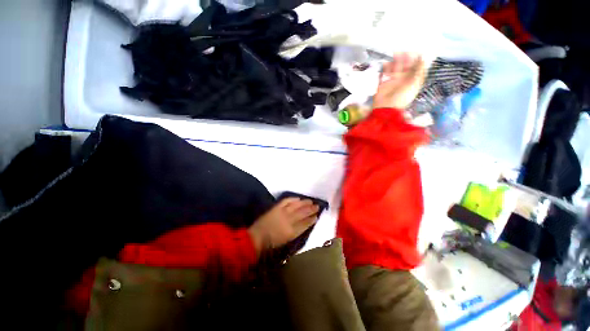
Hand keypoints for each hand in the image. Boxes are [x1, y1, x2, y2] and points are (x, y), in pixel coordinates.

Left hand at [248, 198, 318, 254]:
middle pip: (303, 213)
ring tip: (310, 201)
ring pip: (297, 205)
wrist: (257, 237)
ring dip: (304, 203)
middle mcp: (289, 220)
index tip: (317, 216)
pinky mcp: (277, 207)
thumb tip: (304, 225)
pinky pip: (287, 201)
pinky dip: (293, 199)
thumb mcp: (287, 241)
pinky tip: (298, 198)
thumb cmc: (272, 243)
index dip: (312, 219)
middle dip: (311, 209)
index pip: (305, 223)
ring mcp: (283, 212)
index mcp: (292, 231)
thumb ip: (296, 232)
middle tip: (317, 206)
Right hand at [373, 53, 425, 109]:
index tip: (417, 52)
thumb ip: (418, 71)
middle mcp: (403, 81)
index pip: (416, 69)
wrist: (386, 108)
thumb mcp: (413, 84)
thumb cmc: (401, 98)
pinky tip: (386, 62)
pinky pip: (384, 74)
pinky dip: (385, 68)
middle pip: (405, 67)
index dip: (417, 61)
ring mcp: (393, 82)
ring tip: (395, 53)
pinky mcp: (383, 84)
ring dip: (395, 62)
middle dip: (405, 59)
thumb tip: (423, 57)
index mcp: (412, 81)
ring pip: (395, 69)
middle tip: (404, 51)